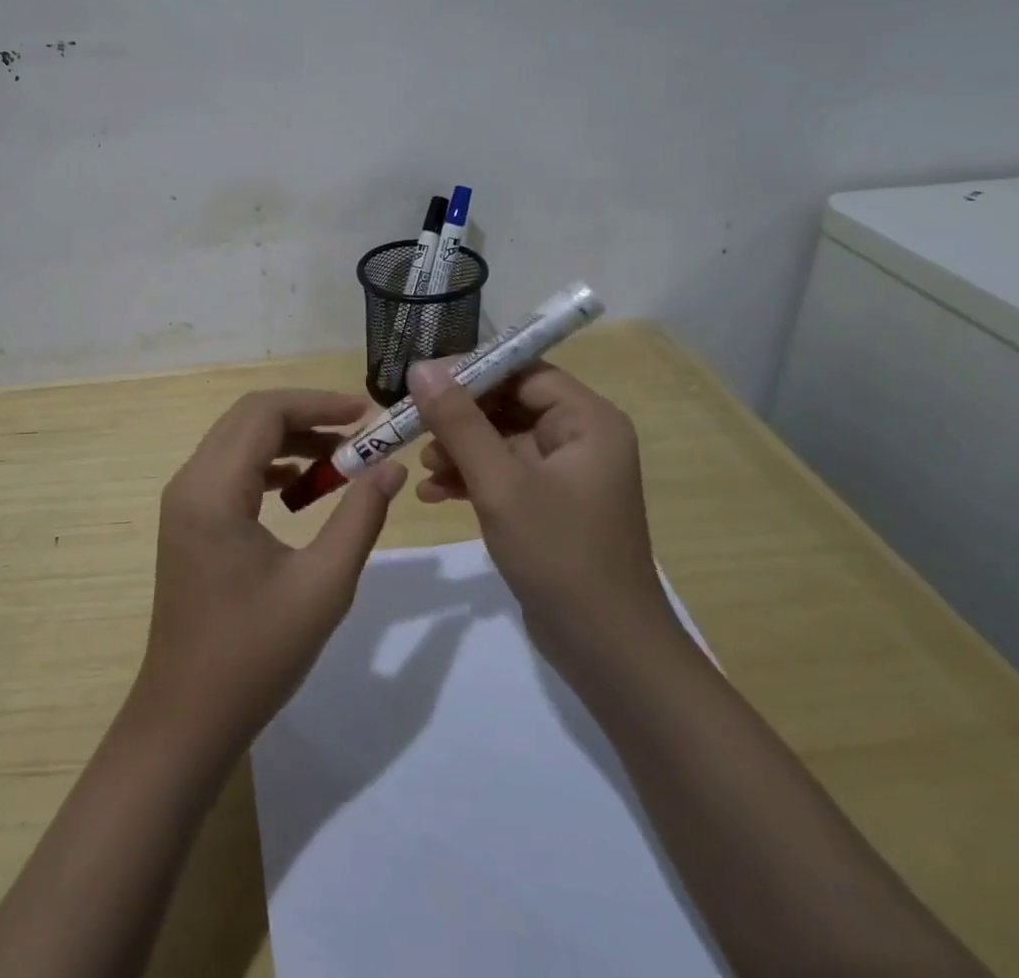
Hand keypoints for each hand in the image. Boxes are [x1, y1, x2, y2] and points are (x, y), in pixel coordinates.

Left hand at [133, 389, 406, 753]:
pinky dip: (268, 465)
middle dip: (306, 416)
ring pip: (238, 441)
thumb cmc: (256, 655)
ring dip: (288, 440)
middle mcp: (190, 482)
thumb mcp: (323, 585)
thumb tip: (391, 467)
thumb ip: (360, 517)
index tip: (367, 413)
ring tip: (340, 461)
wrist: (187, 718)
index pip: (265, 413)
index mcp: (214, 489)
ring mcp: (184, 501)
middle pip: (248, 418)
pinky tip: (302, 489)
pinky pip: (230, 469)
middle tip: (359, 435)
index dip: (318, 403)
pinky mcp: (188, 521)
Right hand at [408, 359, 676, 658]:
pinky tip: (434, 493)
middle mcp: (581, 438)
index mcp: (587, 421)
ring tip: (422, 464)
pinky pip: (504, 473)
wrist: (606, 651)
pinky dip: (470, 478)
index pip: (524, 371)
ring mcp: (565, 474)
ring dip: (460, 448)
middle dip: (459, 415)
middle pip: (509, 404)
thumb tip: (421, 368)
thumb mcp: (501, 483)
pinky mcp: (549, 504)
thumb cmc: (559, 555)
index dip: (472, 371)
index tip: (422, 380)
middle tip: (412, 423)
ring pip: (501, 440)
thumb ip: (459, 422)